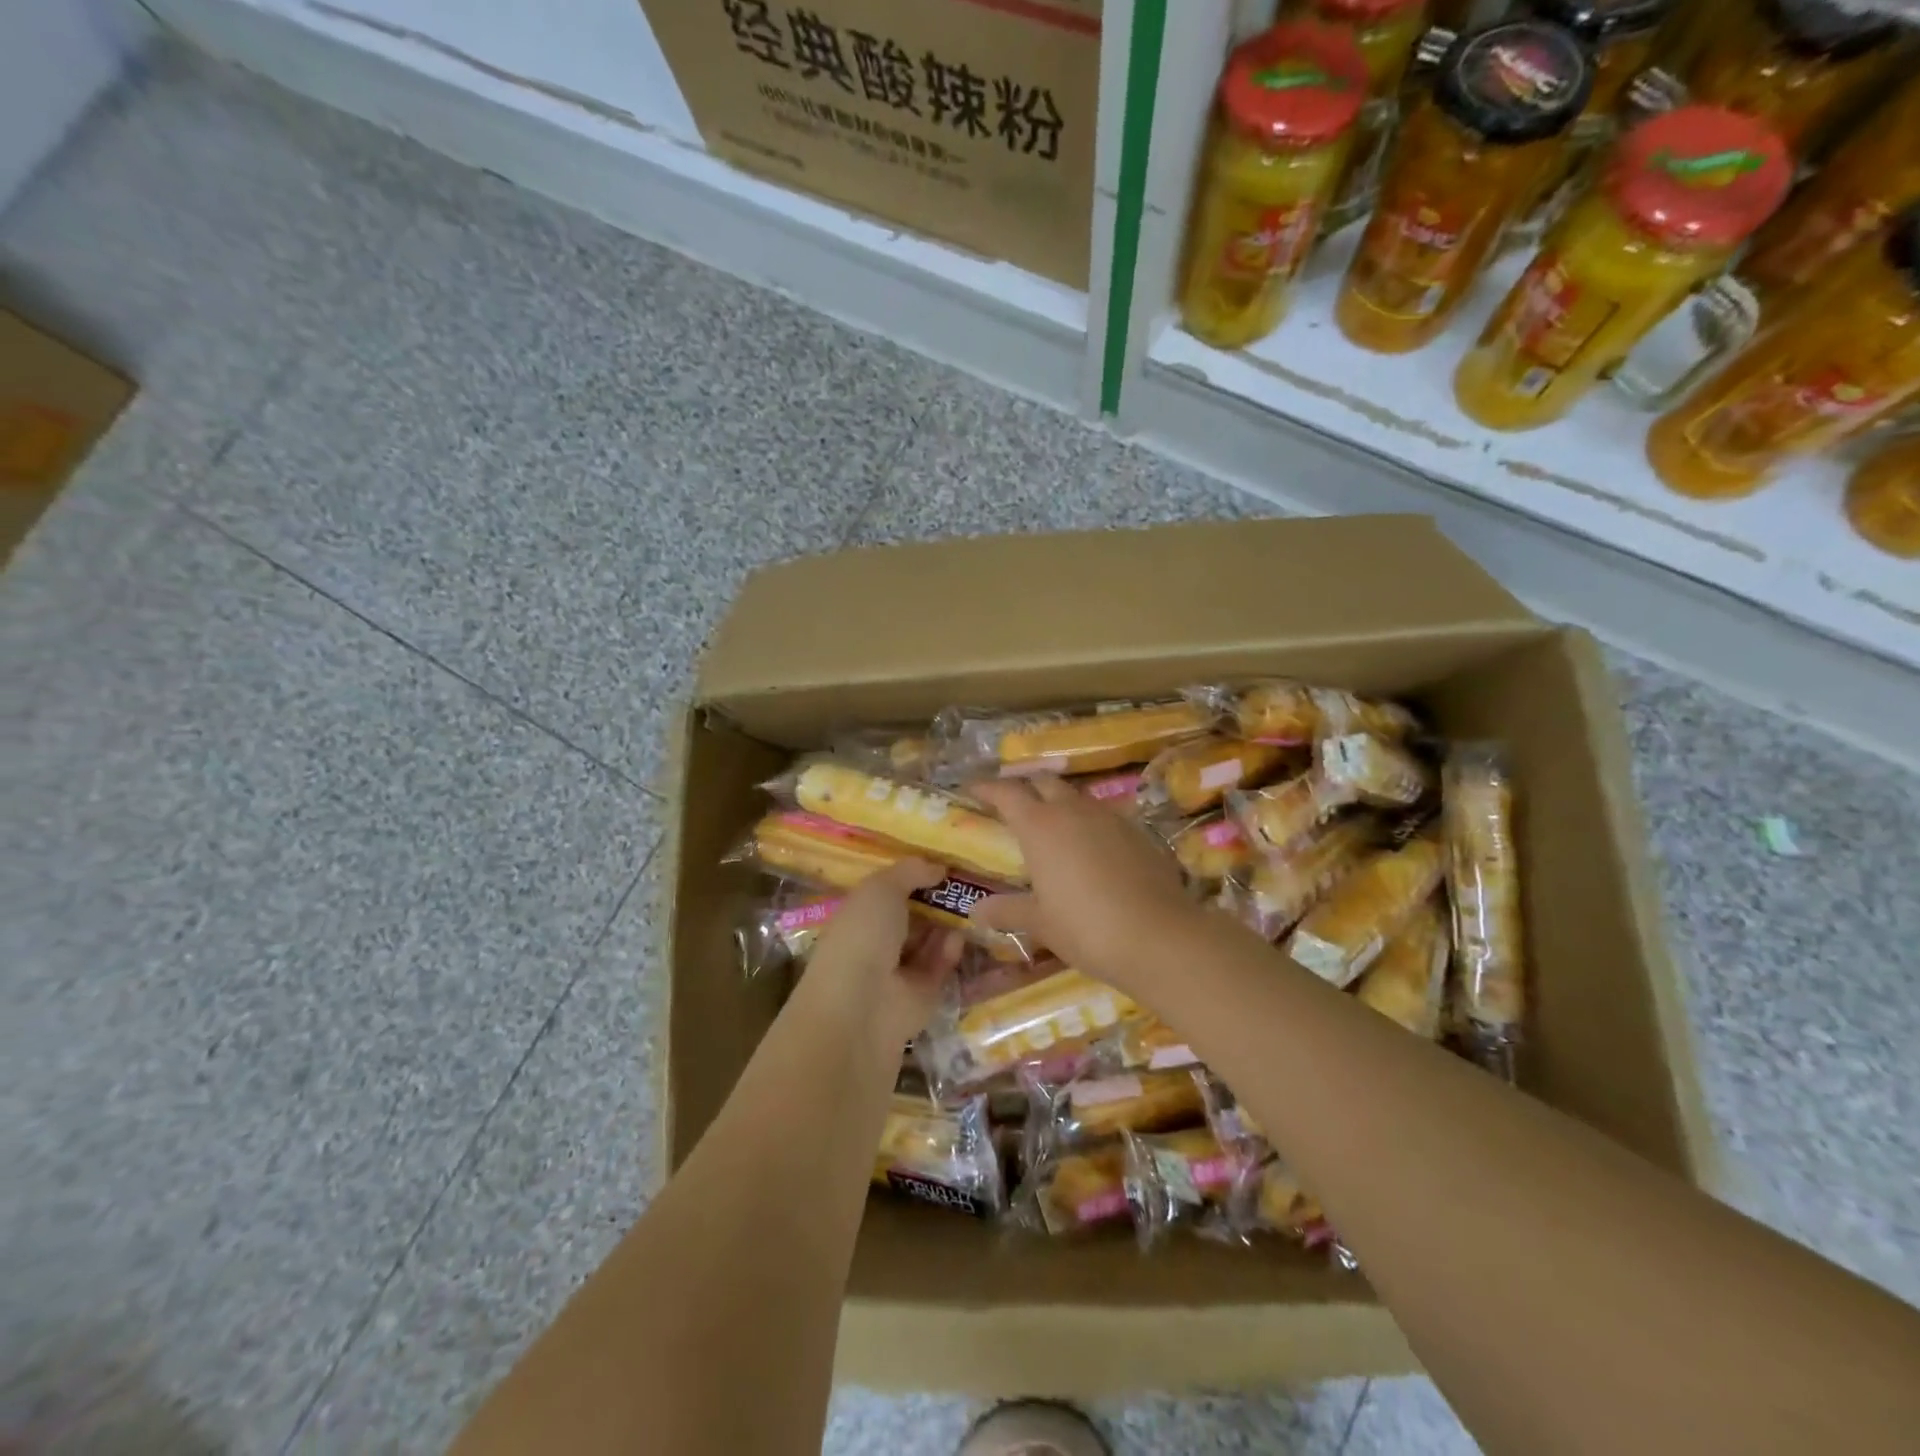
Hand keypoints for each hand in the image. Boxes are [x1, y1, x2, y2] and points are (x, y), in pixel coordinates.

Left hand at [797, 859, 964, 1055]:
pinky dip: (950, 952)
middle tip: (969, 881)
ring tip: (975, 903)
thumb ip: (910, 872)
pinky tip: (960, 937)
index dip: (912, 878)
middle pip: (912, 917)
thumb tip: (938, 866)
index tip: (941, 863)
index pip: (886, 893)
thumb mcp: (881, 888)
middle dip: (937, 901)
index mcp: (857, 916)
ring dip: (948, 924)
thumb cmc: (862, 936)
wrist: (862, 1008)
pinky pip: (940, 967)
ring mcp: (898, 972)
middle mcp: (876, 943)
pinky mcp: (922, 996)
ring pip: (929, 942)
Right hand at [970, 776, 1197, 995]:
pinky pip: (1104, 816)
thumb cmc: (1086, 928)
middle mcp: (1073, 810)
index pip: (1007, 793)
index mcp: (1040, 826)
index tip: (972, 789)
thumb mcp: (1040, 923)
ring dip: (1059, 802)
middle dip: (1025, 787)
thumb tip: (977, 911)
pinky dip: (1088, 822)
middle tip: (1011, 804)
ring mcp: (1109, 817)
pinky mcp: (1137, 831)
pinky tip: (1090, 847)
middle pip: (1043, 782)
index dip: (987, 788)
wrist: (1159, 936)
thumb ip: (1008, 910)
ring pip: (1076, 797)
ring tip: (1051, 825)